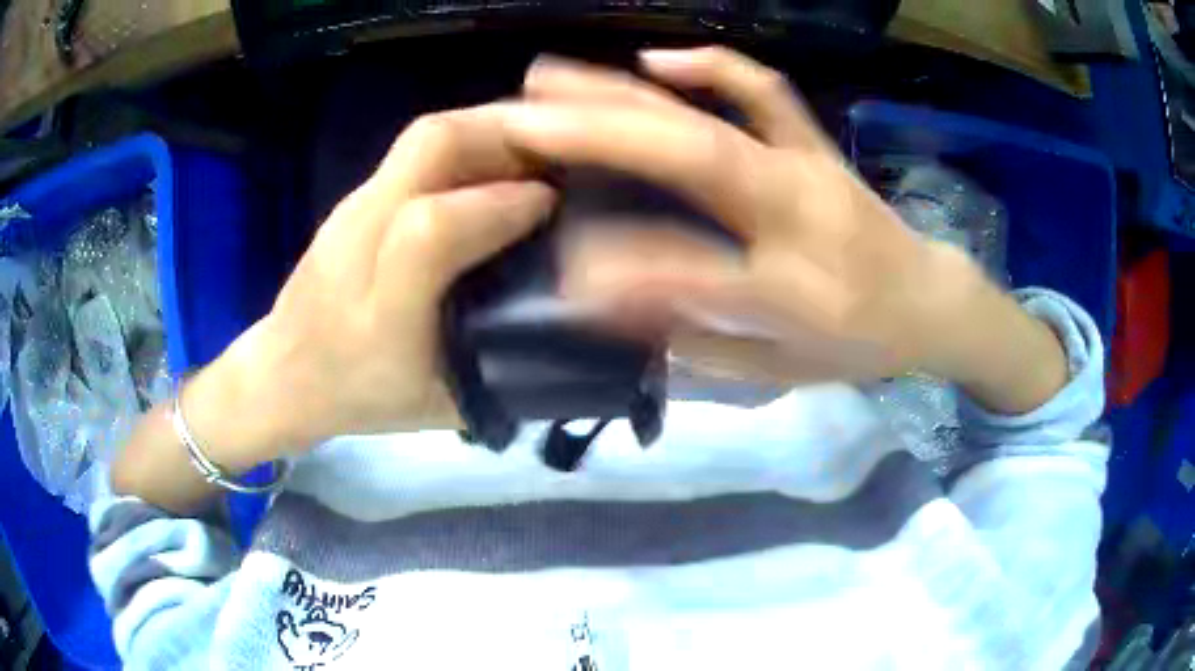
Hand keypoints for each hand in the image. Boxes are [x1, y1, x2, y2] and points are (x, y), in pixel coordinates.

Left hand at [187, 106, 556, 465]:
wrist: (284, 372)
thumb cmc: (363, 396)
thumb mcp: (444, 404)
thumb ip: (503, 364)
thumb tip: (570, 314)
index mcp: (379, 310)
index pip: (432, 228)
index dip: (502, 204)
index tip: (554, 205)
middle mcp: (358, 239)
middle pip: (428, 146)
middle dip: (506, 133)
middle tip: (560, 151)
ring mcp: (353, 207)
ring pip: (425, 135)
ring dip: (492, 129)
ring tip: (540, 149)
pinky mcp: (356, 196)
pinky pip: (419, 149)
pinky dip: (471, 144)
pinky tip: (499, 165)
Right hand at [502, 47, 1064, 409]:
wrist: (929, 300)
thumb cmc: (859, 345)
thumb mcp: (783, 371)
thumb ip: (699, 339)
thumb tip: (617, 304)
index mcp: (799, 291)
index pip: (695, 272)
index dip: (621, 267)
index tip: (556, 268)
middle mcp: (802, 213)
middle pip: (695, 156)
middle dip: (598, 134)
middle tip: (518, 120)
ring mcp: (808, 164)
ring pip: (713, 111)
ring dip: (626, 89)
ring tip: (550, 77)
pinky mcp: (814, 142)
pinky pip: (761, 89)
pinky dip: (708, 66)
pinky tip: (654, 60)